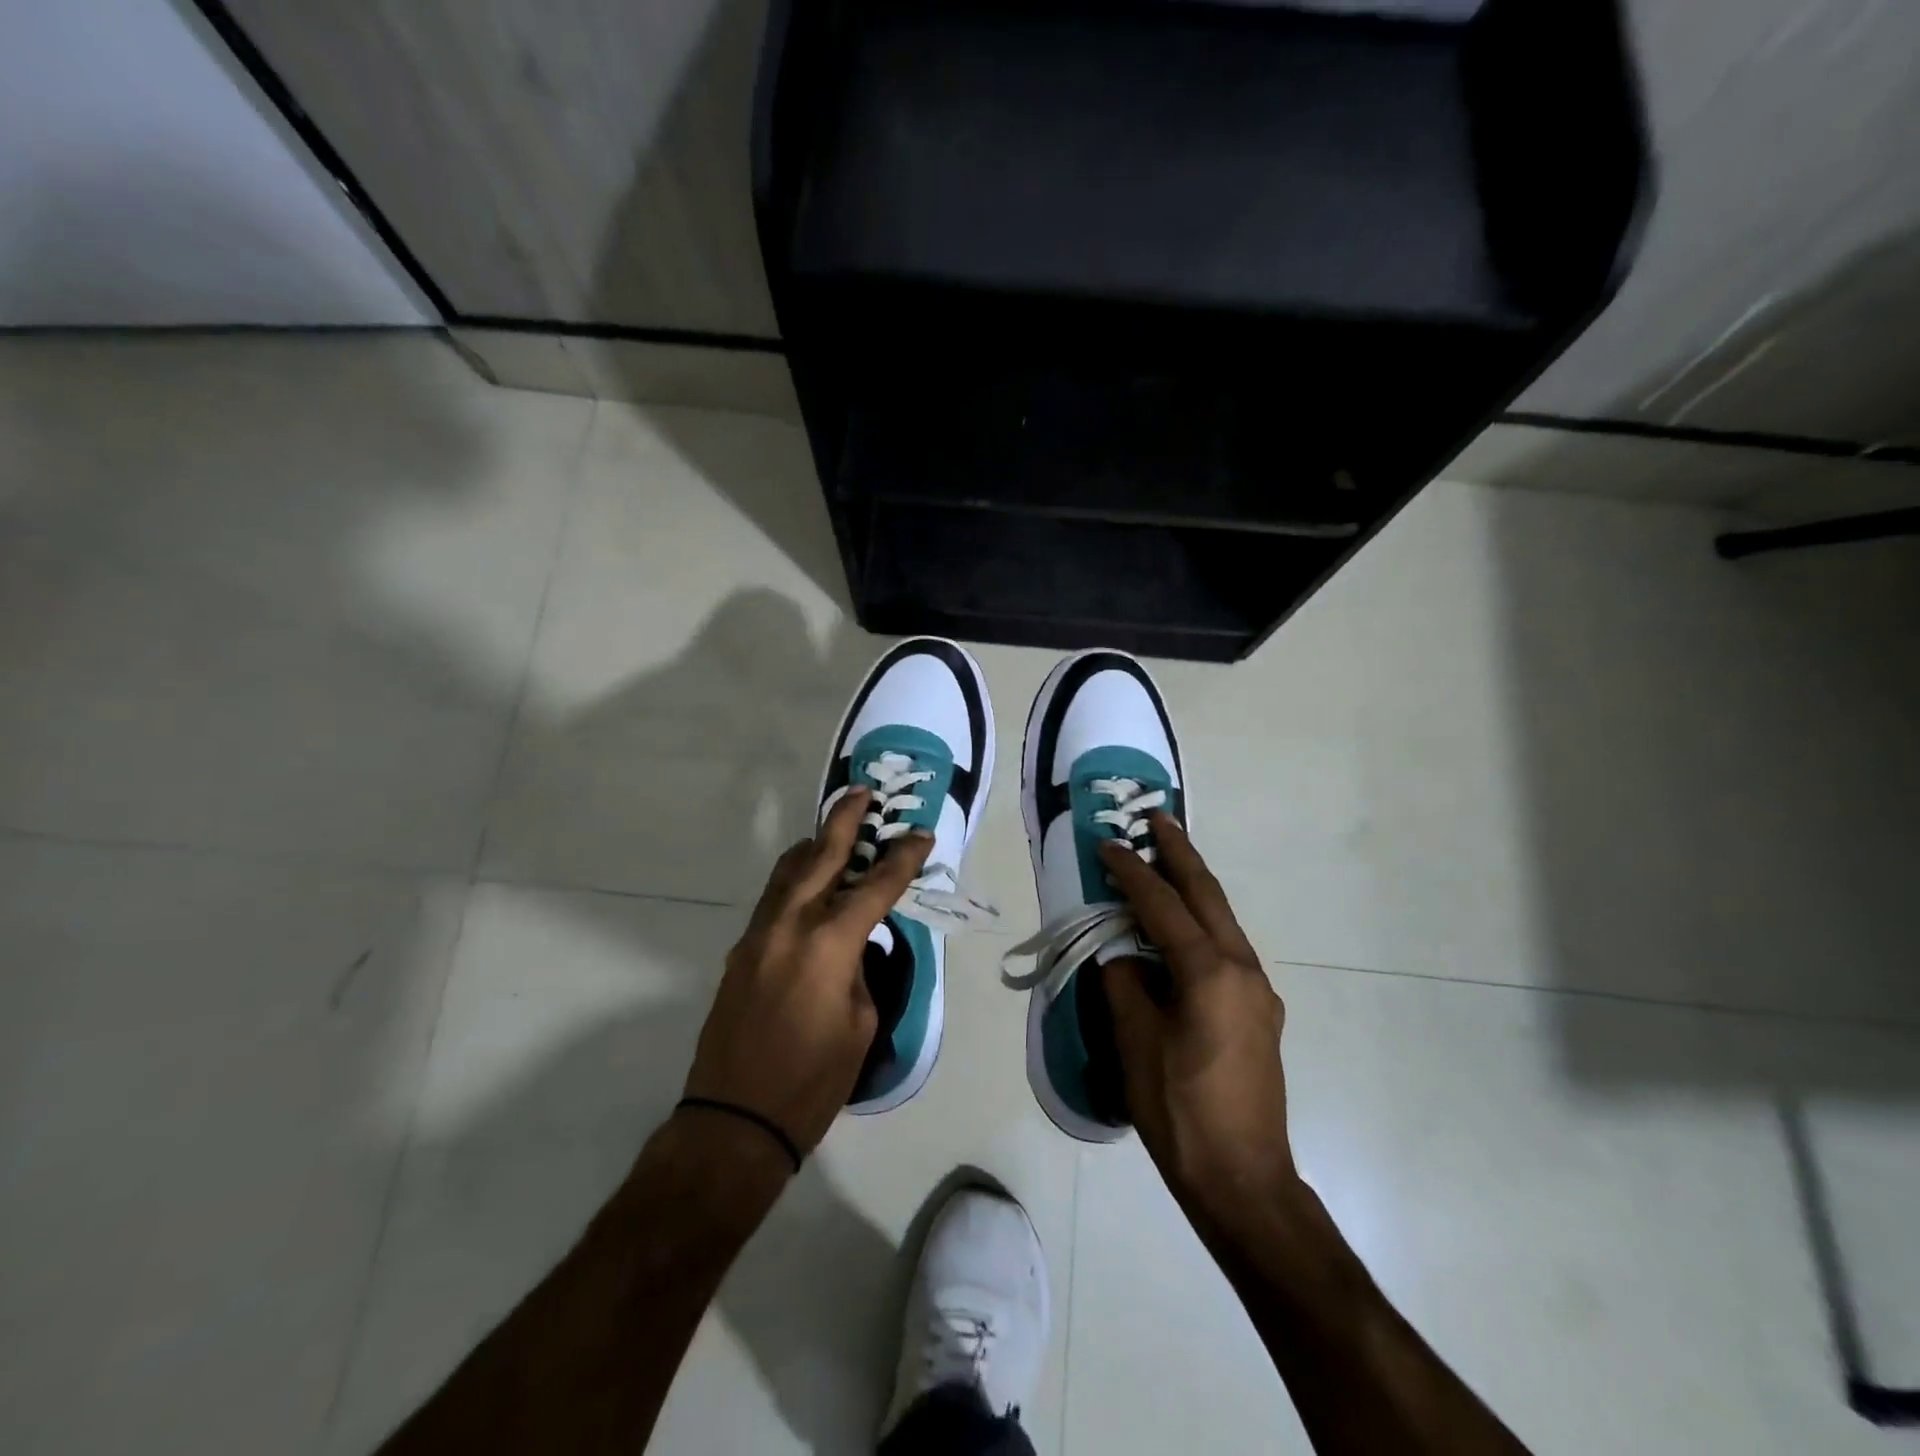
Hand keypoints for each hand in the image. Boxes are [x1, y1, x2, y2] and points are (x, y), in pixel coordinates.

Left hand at [683, 789, 932, 1157]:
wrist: (733, 1121)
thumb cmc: (812, 1081)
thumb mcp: (860, 1023)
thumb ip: (860, 970)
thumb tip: (854, 946)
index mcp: (829, 943)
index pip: (876, 886)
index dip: (903, 857)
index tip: (921, 834)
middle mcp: (790, 924)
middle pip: (821, 855)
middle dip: (845, 820)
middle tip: (863, 792)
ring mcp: (758, 934)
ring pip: (788, 871)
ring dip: (814, 845)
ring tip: (834, 831)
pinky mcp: (741, 950)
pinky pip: (774, 898)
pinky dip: (796, 879)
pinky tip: (809, 884)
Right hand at [1098, 815, 1297, 1234]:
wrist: (1244, 1180)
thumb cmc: (1179, 1110)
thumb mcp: (1135, 1042)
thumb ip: (1124, 983)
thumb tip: (1119, 952)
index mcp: (1210, 972)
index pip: (1162, 906)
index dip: (1131, 873)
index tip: (1107, 845)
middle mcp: (1243, 969)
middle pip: (1207, 896)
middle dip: (1180, 853)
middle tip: (1157, 817)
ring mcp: (1258, 991)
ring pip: (1222, 920)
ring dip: (1193, 886)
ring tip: (1166, 861)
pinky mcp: (1260, 1012)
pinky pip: (1226, 949)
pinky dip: (1201, 923)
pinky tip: (1182, 929)